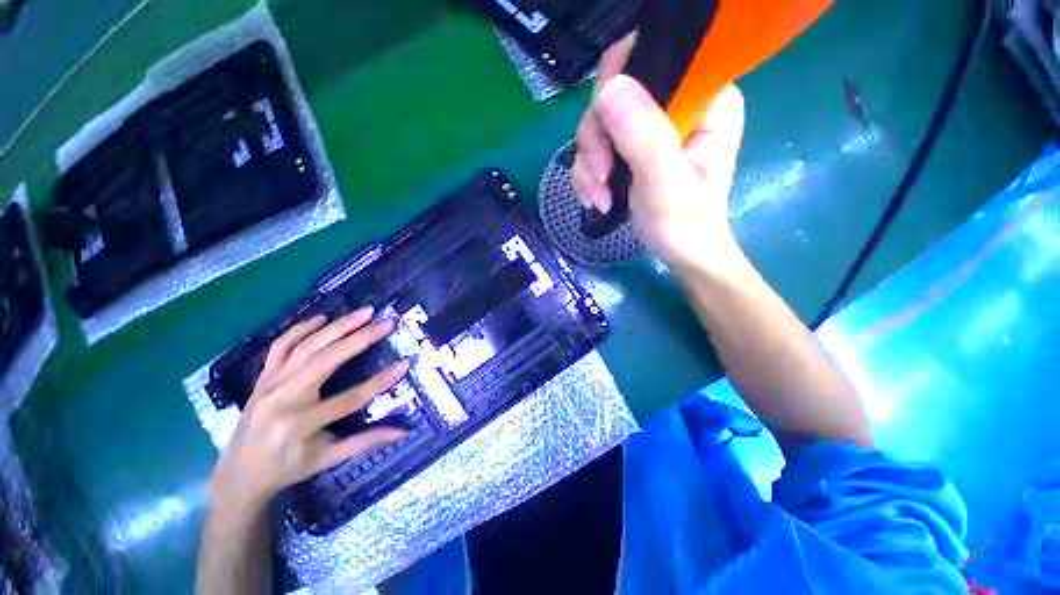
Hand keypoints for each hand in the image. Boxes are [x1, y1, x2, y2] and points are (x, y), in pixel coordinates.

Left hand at [207, 308, 407, 512]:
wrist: (238, 475)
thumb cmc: (287, 468)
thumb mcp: (328, 458)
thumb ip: (366, 441)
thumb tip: (404, 431)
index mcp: (300, 424)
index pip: (349, 398)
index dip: (379, 382)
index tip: (403, 364)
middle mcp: (283, 398)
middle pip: (326, 361)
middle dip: (360, 339)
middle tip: (386, 323)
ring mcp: (269, 384)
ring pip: (306, 347)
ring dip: (337, 326)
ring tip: (363, 312)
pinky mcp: (262, 377)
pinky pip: (280, 347)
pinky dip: (300, 329)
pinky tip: (322, 318)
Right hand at [572, 34, 745, 272]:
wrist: (681, 254)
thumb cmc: (685, 224)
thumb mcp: (665, 183)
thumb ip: (643, 136)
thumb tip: (610, 88)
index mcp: (705, 98)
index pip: (653, 57)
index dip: (617, 86)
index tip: (603, 132)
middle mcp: (678, 102)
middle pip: (615, 95)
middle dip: (597, 142)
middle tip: (599, 179)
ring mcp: (652, 126)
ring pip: (599, 125)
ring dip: (590, 166)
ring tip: (599, 199)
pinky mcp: (634, 148)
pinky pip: (597, 148)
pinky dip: (590, 175)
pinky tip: (597, 199)